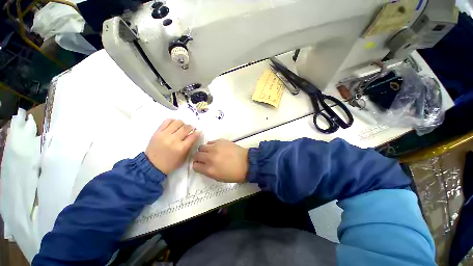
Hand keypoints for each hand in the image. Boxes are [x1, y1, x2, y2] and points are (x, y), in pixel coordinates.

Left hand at [145, 119, 199, 174]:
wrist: (152, 165)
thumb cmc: (170, 163)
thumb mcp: (183, 157)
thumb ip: (189, 146)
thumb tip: (194, 136)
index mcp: (181, 148)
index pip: (193, 136)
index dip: (197, 132)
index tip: (198, 131)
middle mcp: (174, 139)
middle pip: (186, 128)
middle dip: (191, 127)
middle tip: (192, 128)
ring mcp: (165, 134)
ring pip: (177, 122)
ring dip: (183, 123)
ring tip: (182, 126)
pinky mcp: (157, 132)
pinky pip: (167, 121)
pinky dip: (173, 121)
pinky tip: (174, 124)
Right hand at [193, 139, 248, 182]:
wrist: (247, 163)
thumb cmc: (234, 174)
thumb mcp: (219, 178)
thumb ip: (208, 171)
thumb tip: (203, 166)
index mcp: (209, 169)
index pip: (195, 166)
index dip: (197, 165)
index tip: (200, 165)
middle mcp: (210, 157)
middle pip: (196, 155)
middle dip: (198, 157)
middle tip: (204, 158)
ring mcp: (215, 148)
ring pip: (202, 147)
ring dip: (204, 150)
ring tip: (210, 152)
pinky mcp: (221, 141)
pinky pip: (210, 142)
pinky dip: (211, 145)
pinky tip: (216, 148)